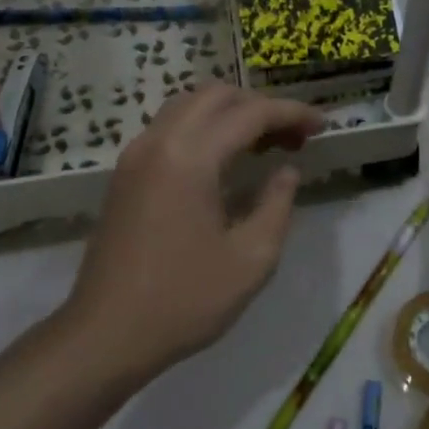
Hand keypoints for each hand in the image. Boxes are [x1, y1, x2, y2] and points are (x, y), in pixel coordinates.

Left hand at [63, 84, 324, 377]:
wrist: (106, 333)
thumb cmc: (184, 301)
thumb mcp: (251, 259)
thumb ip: (277, 204)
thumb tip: (287, 171)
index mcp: (190, 158)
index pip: (249, 113)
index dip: (291, 113)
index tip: (322, 125)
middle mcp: (158, 142)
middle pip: (215, 95)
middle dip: (260, 106)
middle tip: (293, 137)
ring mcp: (135, 156)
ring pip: (188, 106)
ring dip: (229, 114)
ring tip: (264, 145)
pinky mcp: (125, 174)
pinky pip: (169, 129)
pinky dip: (203, 128)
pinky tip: (224, 161)